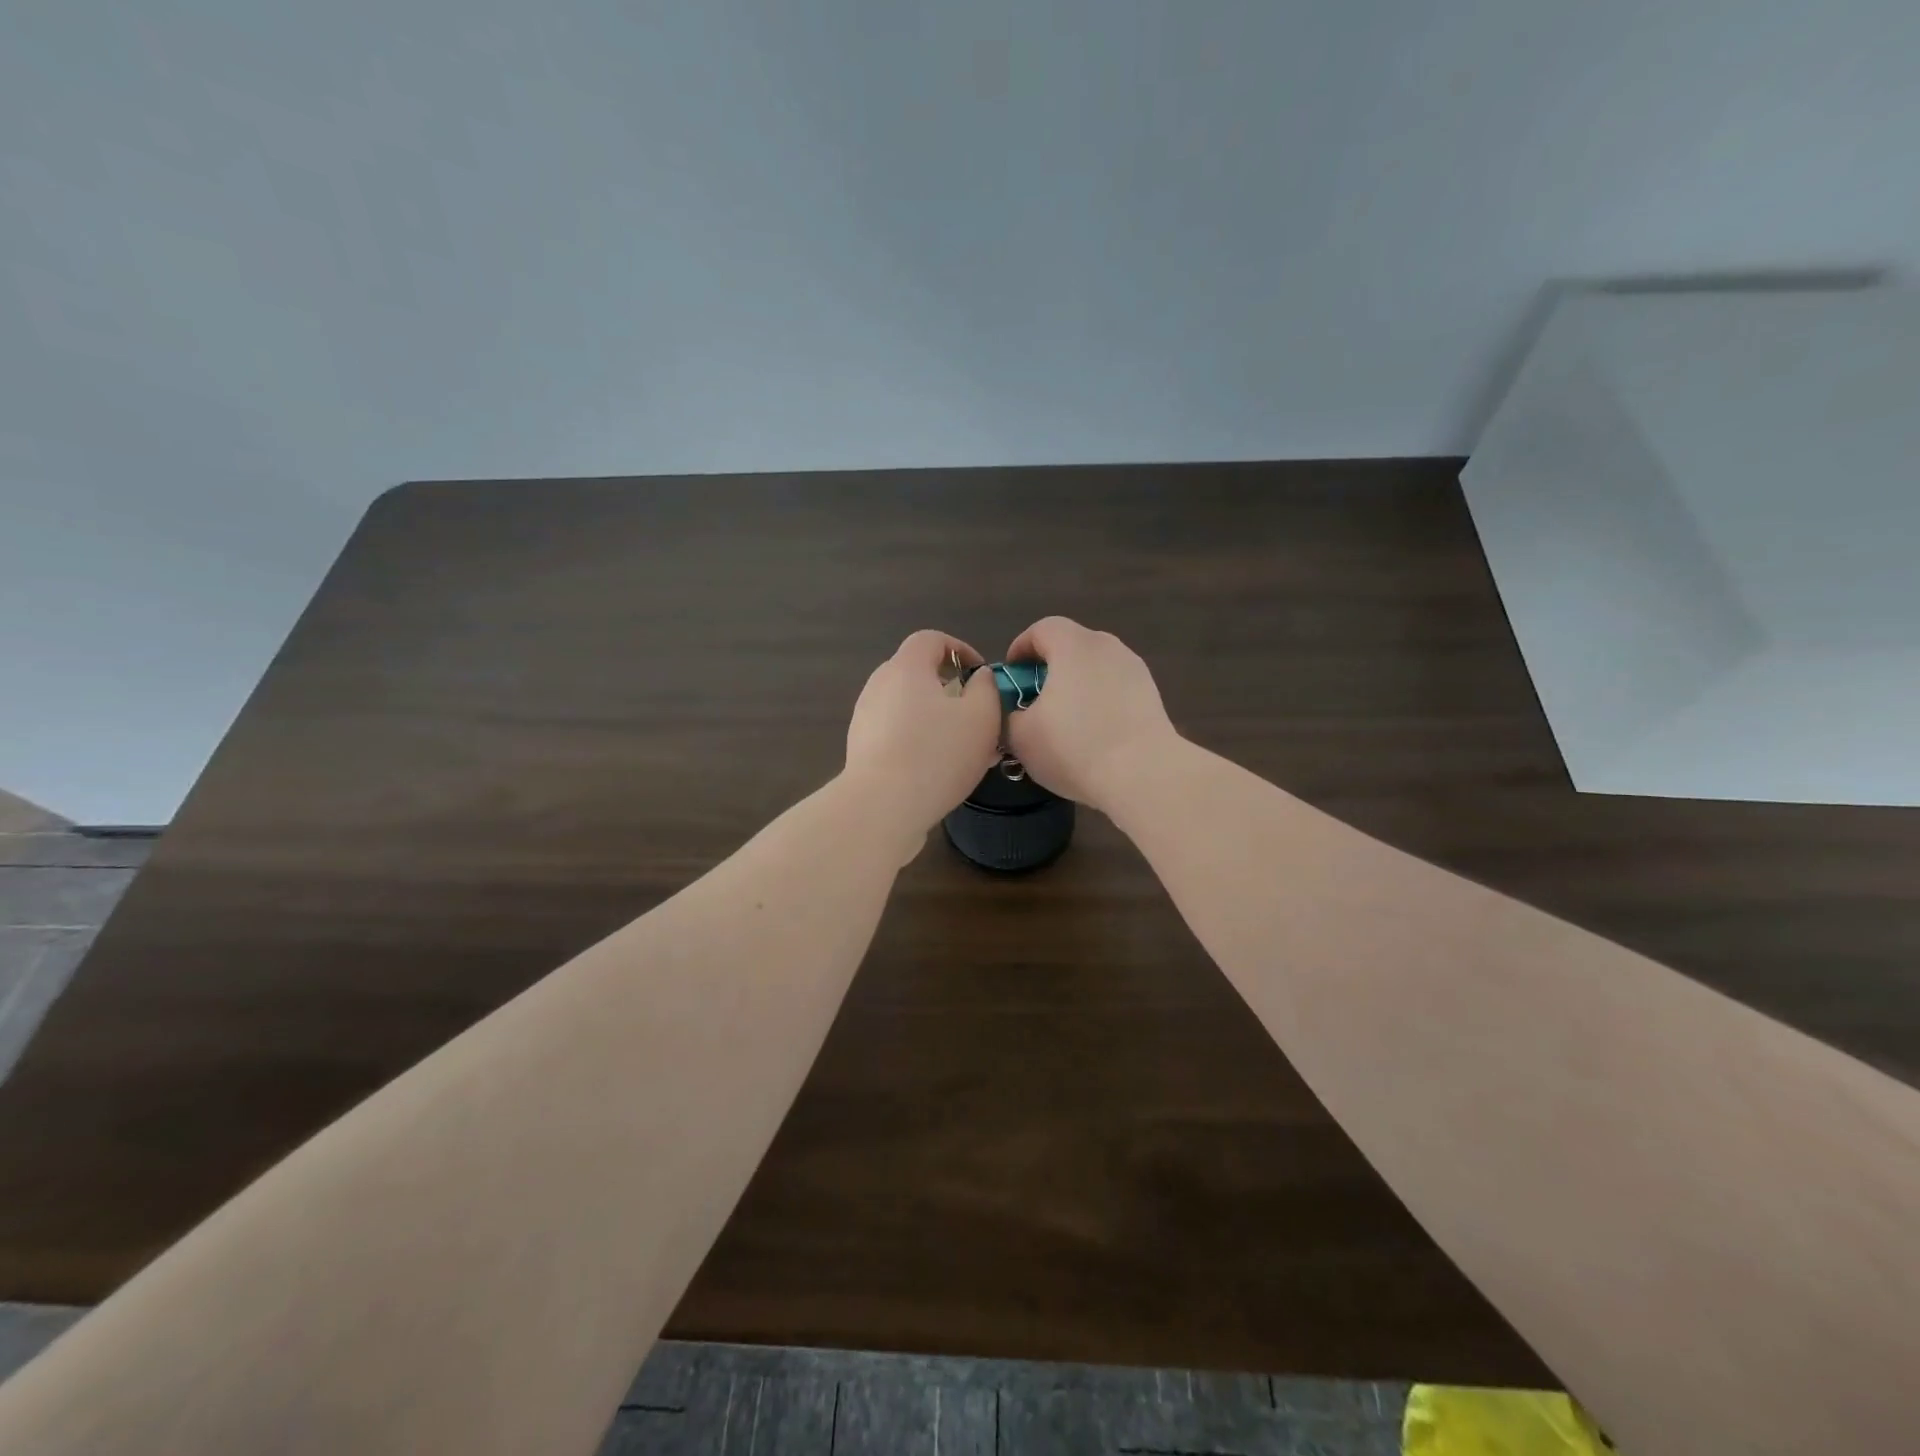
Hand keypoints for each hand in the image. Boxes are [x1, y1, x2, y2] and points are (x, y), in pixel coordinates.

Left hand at [845, 630, 1004, 853]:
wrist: (881, 806)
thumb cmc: (937, 754)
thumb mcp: (981, 716)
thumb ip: (986, 688)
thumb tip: (978, 677)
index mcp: (906, 667)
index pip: (931, 639)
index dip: (960, 649)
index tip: (980, 674)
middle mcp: (879, 685)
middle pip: (917, 673)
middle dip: (949, 688)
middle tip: (976, 713)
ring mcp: (865, 718)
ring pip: (908, 707)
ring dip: (936, 719)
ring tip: (964, 748)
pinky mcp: (861, 749)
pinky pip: (897, 734)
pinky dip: (919, 741)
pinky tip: (940, 770)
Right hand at [1003, 617, 1178, 814]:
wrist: (1144, 775)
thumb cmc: (1074, 747)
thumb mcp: (1020, 736)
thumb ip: (1007, 714)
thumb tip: (1015, 711)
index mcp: (1073, 645)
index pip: (1041, 629)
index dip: (1021, 649)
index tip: (1011, 677)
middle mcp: (1107, 646)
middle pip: (1070, 646)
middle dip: (1048, 669)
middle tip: (1033, 701)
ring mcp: (1134, 669)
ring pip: (1094, 668)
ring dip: (1075, 687)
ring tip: (1063, 722)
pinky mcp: (1151, 694)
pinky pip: (1115, 688)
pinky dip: (1099, 702)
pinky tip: (1093, 735)